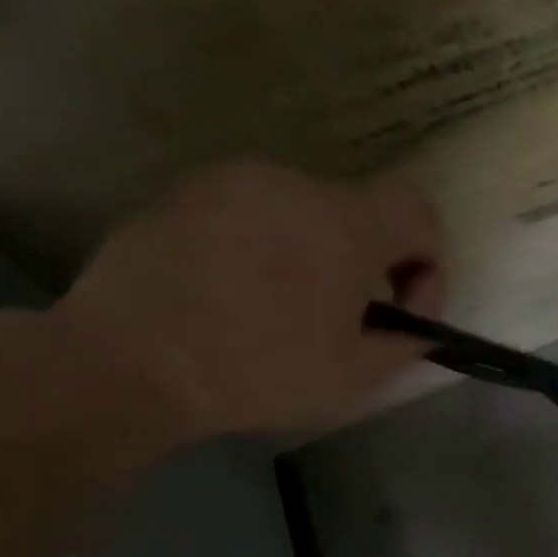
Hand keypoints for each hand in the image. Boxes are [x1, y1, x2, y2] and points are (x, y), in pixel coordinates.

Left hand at [52, 160, 442, 442]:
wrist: (129, 361)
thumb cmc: (255, 373)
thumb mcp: (351, 377)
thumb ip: (404, 344)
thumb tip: (415, 328)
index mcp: (344, 223)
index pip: (420, 215)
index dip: (428, 265)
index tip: (400, 312)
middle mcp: (294, 183)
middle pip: (360, 212)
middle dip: (366, 264)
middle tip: (341, 318)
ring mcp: (235, 180)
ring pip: (304, 210)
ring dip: (314, 252)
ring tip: (280, 306)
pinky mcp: (188, 189)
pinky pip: (252, 210)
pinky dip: (263, 243)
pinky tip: (233, 289)